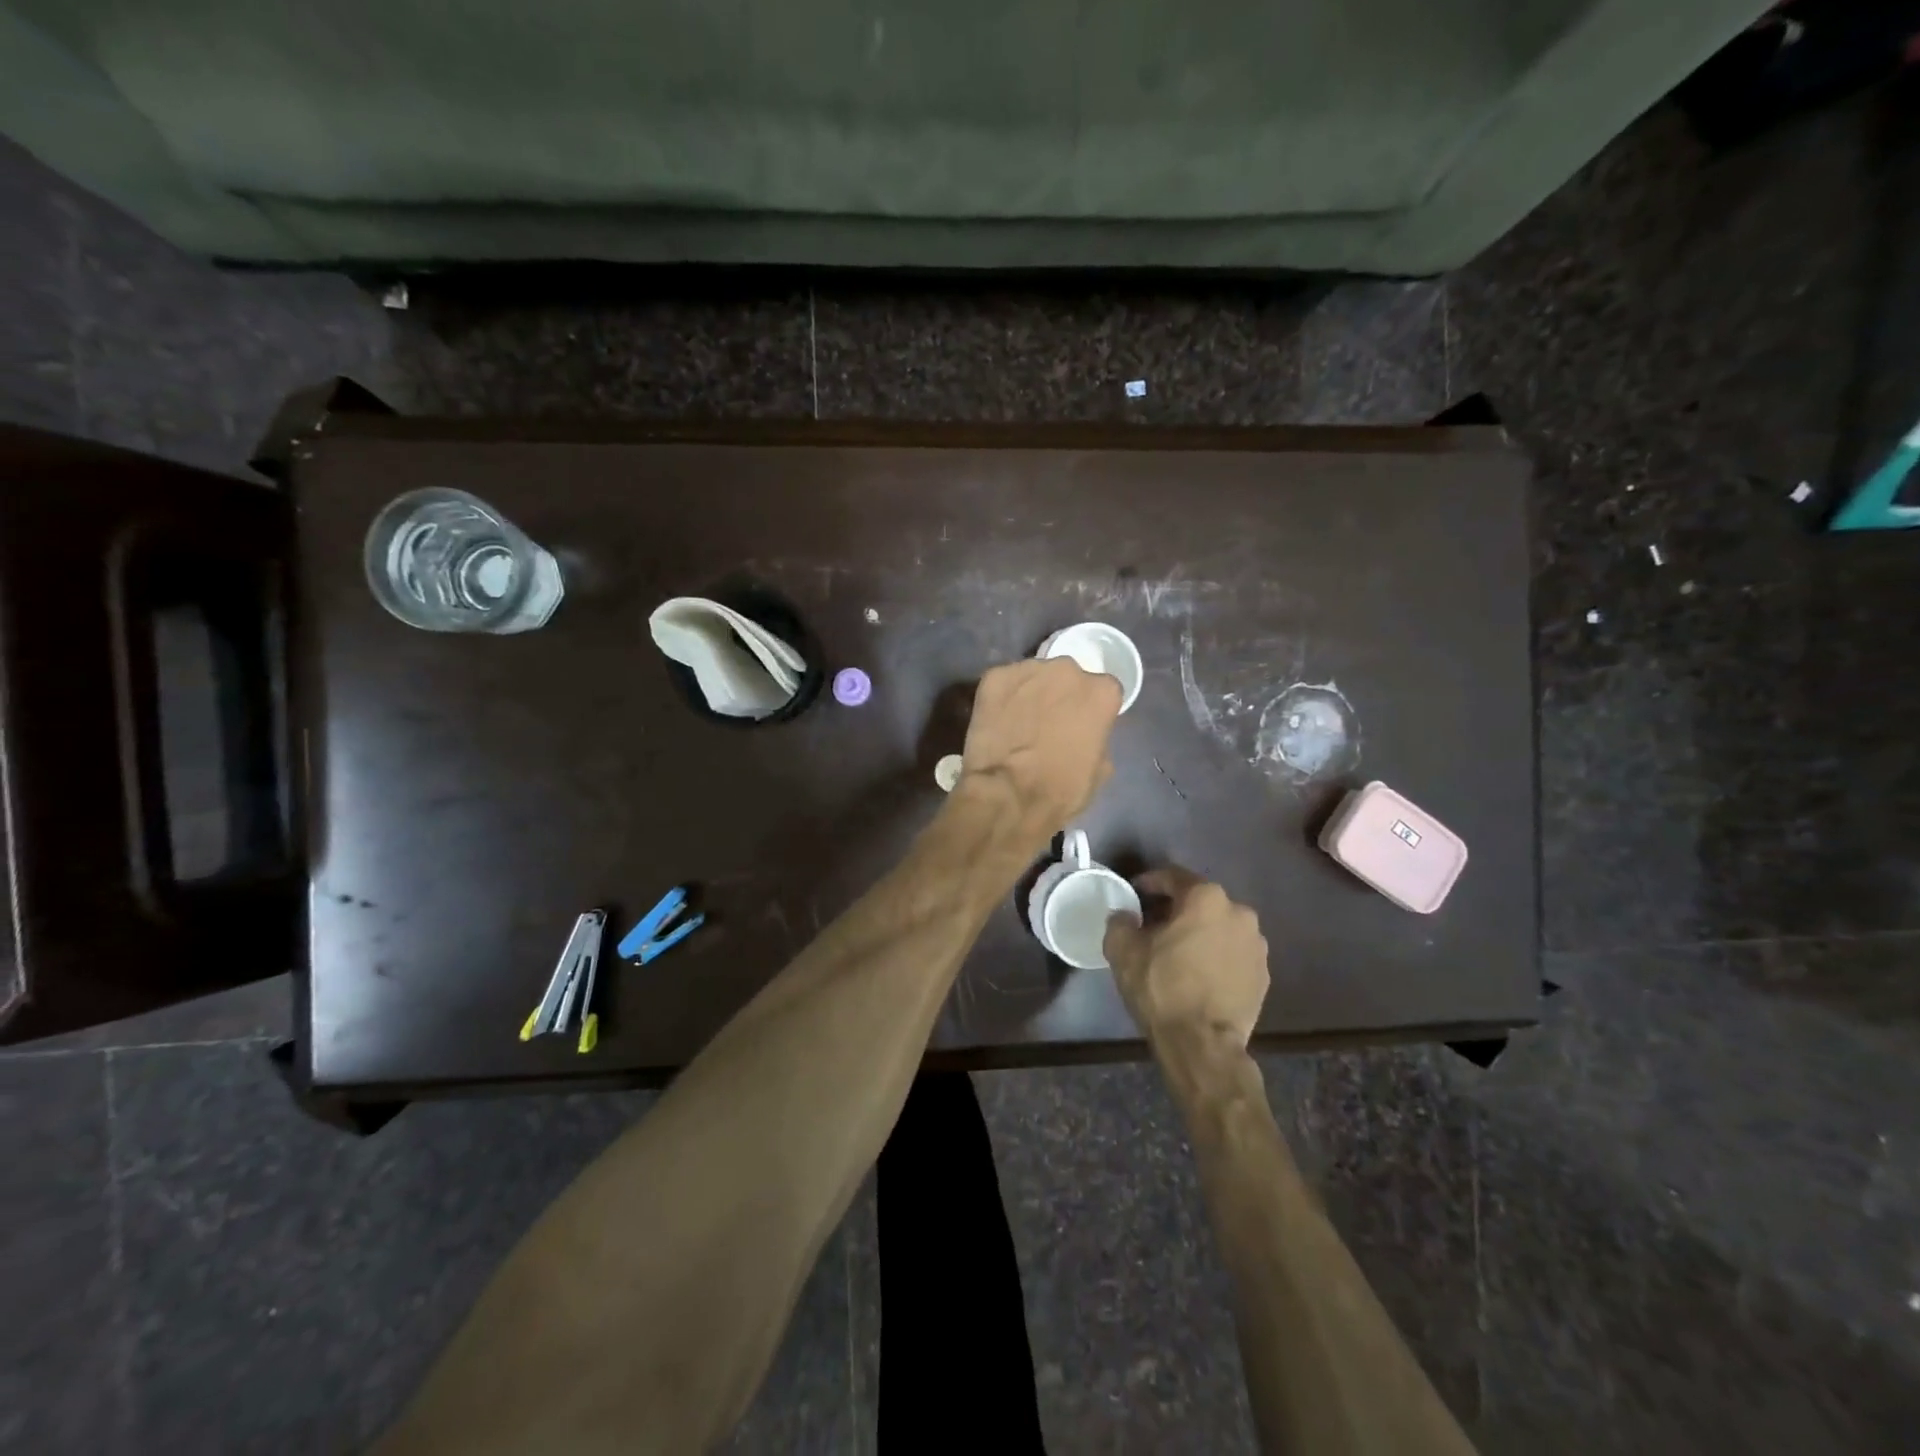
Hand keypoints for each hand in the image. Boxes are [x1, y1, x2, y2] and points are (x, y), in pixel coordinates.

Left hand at [959, 657, 1121, 836]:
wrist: (1009, 795)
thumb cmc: (1063, 789)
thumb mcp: (1101, 768)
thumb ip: (1097, 736)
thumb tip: (1085, 731)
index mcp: (1101, 691)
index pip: (1102, 691)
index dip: (1090, 710)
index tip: (1080, 726)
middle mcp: (1067, 669)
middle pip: (1067, 677)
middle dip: (1059, 695)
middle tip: (1047, 723)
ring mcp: (1028, 669)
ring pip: (1034, 676)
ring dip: (1030, 693)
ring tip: (1018, 722)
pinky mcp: (994, 677)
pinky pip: (1004, 683)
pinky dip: (1002, 697)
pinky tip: (997, 720)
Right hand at [1104, 868, 1268, 1052]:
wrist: (1203, 1044)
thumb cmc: (1161, 988)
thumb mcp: (1123, 950)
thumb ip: (1120, 921)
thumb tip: (1126, 915)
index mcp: (1206, 898)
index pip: (1173, 877)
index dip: (1149, 883)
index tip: (1134, 894)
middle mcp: (1239, 912)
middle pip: (1199, 901)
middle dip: (1176, 910)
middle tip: (1152, 926)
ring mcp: (1256, 945)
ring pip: (1219, 927)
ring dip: (1199, 933)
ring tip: (1177, 953)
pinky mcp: (1264, 974)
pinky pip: (1232, 953)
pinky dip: (1216, 956)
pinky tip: (1198, 974)